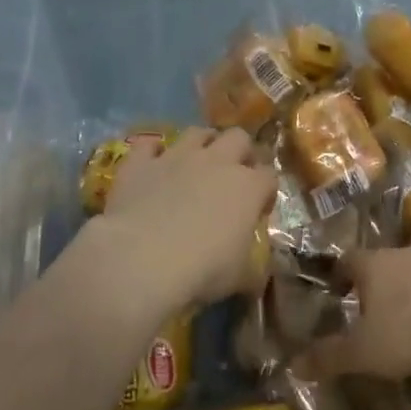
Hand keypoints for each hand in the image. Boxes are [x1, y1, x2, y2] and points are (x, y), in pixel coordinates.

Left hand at [99, 127, 275, 306]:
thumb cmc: (201, 270)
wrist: (141, 259)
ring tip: (197, 161)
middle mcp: (217, 161)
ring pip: (197, 132)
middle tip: (233, 174)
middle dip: (240, 151)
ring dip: (202, 143)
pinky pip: (148, 144)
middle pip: (239, 138)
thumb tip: (259, 272)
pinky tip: (152, 163)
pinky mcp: (142, 162)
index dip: (266, 190)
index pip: (269, 176)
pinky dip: (152, 152)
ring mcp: (177, 156)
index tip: (259, 208)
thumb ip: (254, 267)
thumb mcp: (241, 277)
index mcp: (248, 187)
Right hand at [300, 235, 410, 379]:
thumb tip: (293, 365)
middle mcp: (405, 251)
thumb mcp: (363, 352)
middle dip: (383, 271)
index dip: (342, 273)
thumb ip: (329, 357)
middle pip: (388, 252)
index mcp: (374, 264)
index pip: (350, 259)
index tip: (339, 289)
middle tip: (380, 296)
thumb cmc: (409, 332)